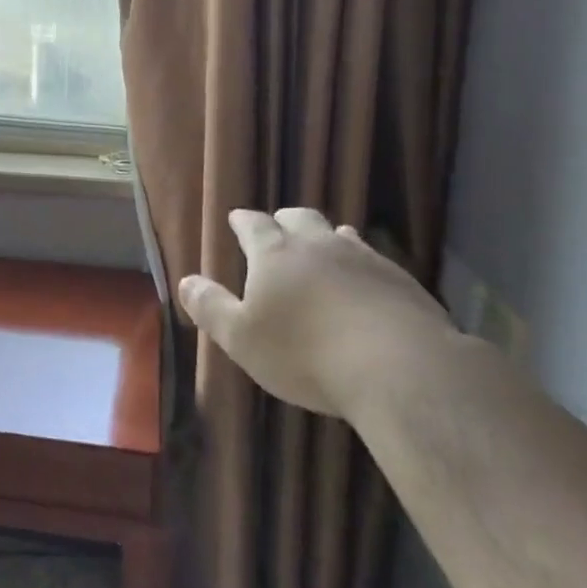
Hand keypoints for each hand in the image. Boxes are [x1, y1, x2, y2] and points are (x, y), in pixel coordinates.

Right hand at [177, 209, 455, 416]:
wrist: (400, 369)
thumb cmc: (305, 354)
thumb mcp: (241, 339)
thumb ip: (211, 308)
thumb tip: (185, 281)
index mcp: (275, 255)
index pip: (254, 225)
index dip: (243, 221)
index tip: (236, 219)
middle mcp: (318, 245)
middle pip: (298, 218)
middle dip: (284, 221)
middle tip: (277, 231)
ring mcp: (364, 258)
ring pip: (339, 234)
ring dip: (325, 238)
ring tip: (321, 249)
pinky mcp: (401, 280)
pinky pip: (373, 259)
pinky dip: (359, 264)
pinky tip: (363, 283)